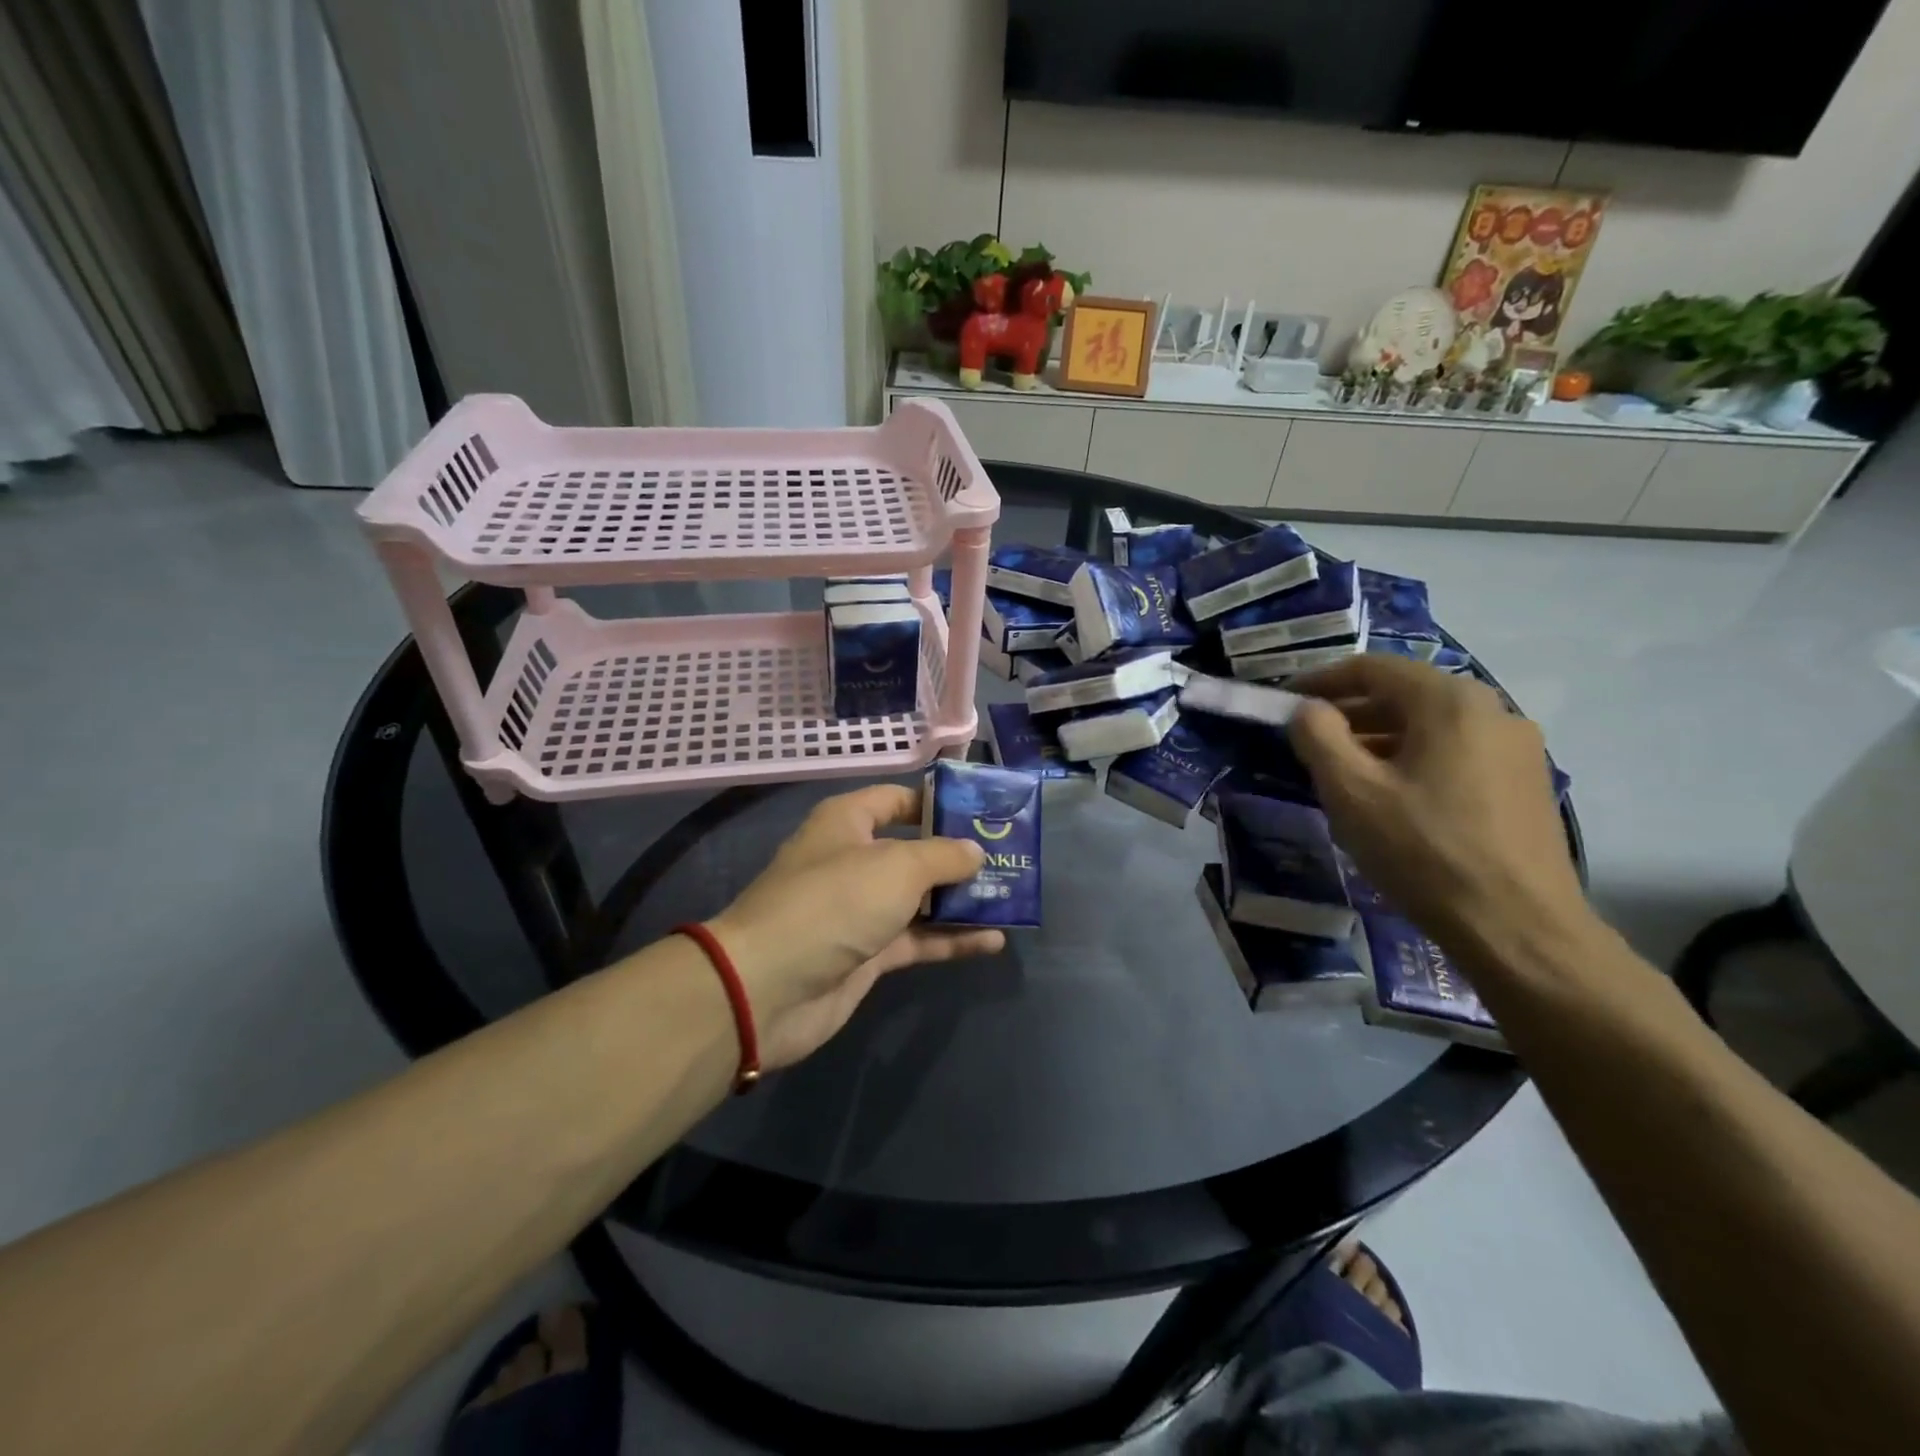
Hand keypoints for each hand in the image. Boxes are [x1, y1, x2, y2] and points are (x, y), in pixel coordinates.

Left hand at [707, 785, 1005, 1068]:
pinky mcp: (867, 953)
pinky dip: (951, 939)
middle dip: (959, 856)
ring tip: (1011, 898)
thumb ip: (944, 856)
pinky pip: (917, 939)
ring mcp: (860, 909)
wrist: (769, 987)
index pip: (897, 799)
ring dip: (961, 900)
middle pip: (914, 850)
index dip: (938, 803)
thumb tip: (974, 852)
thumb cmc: (834, 902)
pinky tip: (994, 941)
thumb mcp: (897, 867)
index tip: (983, 813)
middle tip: (1010, 859)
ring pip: (920, 898)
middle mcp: (854, 860)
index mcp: (848, 822)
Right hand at [1286, 655, 1588, 965]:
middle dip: (1349, 712)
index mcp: (1450, 701)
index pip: (1372, 668)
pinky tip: (1391, 797)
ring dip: (1379, 738)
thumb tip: (1306, 710)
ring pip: (1430, 726)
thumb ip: (1317, 737)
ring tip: (1341, 773)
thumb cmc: (1424, 851)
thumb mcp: (1351, 791)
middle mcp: (1492, 710)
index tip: (1284, 702)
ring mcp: (1517, 748)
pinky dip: (1412, 760)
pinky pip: (1455, 753)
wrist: (1519, 929)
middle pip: (1404, 694)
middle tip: (1307, 741)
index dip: (1320, 681)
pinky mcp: (1525, 784)